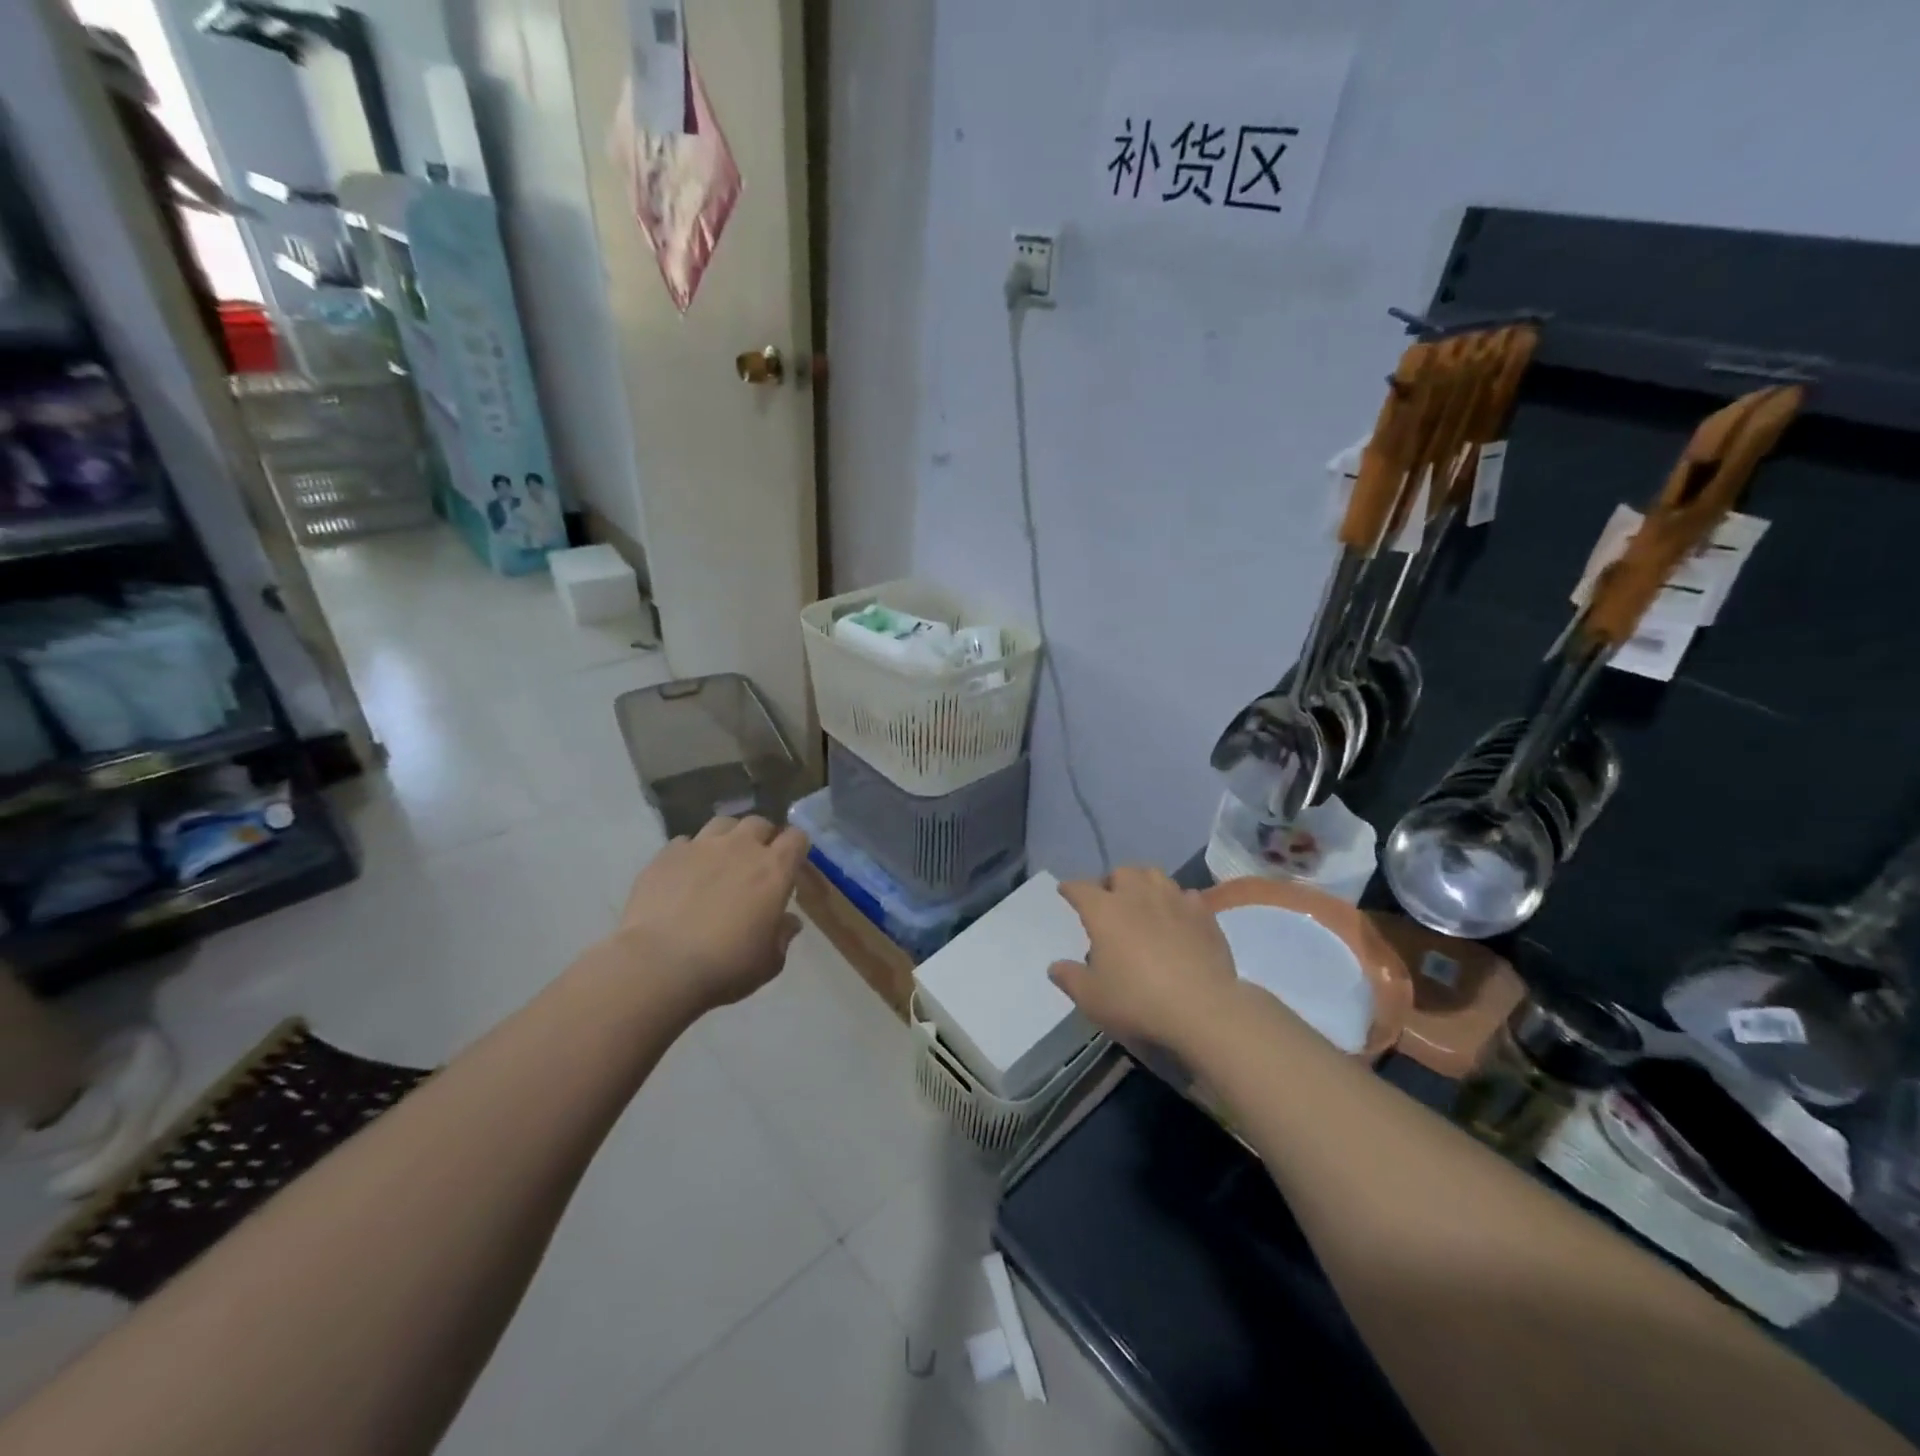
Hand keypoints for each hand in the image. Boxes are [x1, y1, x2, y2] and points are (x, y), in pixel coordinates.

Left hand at [609, 816, 808, 1015]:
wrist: (659, 965)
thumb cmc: (725, 965)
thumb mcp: (768, 962)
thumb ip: (782, 936)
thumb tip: (789, 922)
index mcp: (774, 869)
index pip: (796, 837)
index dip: (797, 847)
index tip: (792, 863)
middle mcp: (741, 847)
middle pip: (759, 823)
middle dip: (762, 837)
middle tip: (756, 862)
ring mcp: (701, 846)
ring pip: (722, 824)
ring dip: (728, 837)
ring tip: (720, 860)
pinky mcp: (666, 855)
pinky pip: (685, 842)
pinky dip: (690, 853)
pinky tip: (684, 874)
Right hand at [1049, 867, 1240, 1055]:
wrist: (1202, 1008)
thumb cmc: (1137, 1001)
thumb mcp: (1091, 998)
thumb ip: (1070, 978)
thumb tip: (1055, 967)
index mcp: (1105, 911)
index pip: (1080, 888)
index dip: (1070, 889)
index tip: (1065, 891)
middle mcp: (1138, 896)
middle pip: (1121, 872)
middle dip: (1112, 882)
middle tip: (1109, 902)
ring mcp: (1174, 901)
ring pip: (1155, 876)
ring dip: (1144, 884)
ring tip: (1143, 903)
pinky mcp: (1204, 915)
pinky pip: (1186, 896)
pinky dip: (1177, 903)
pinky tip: (1177, 919)